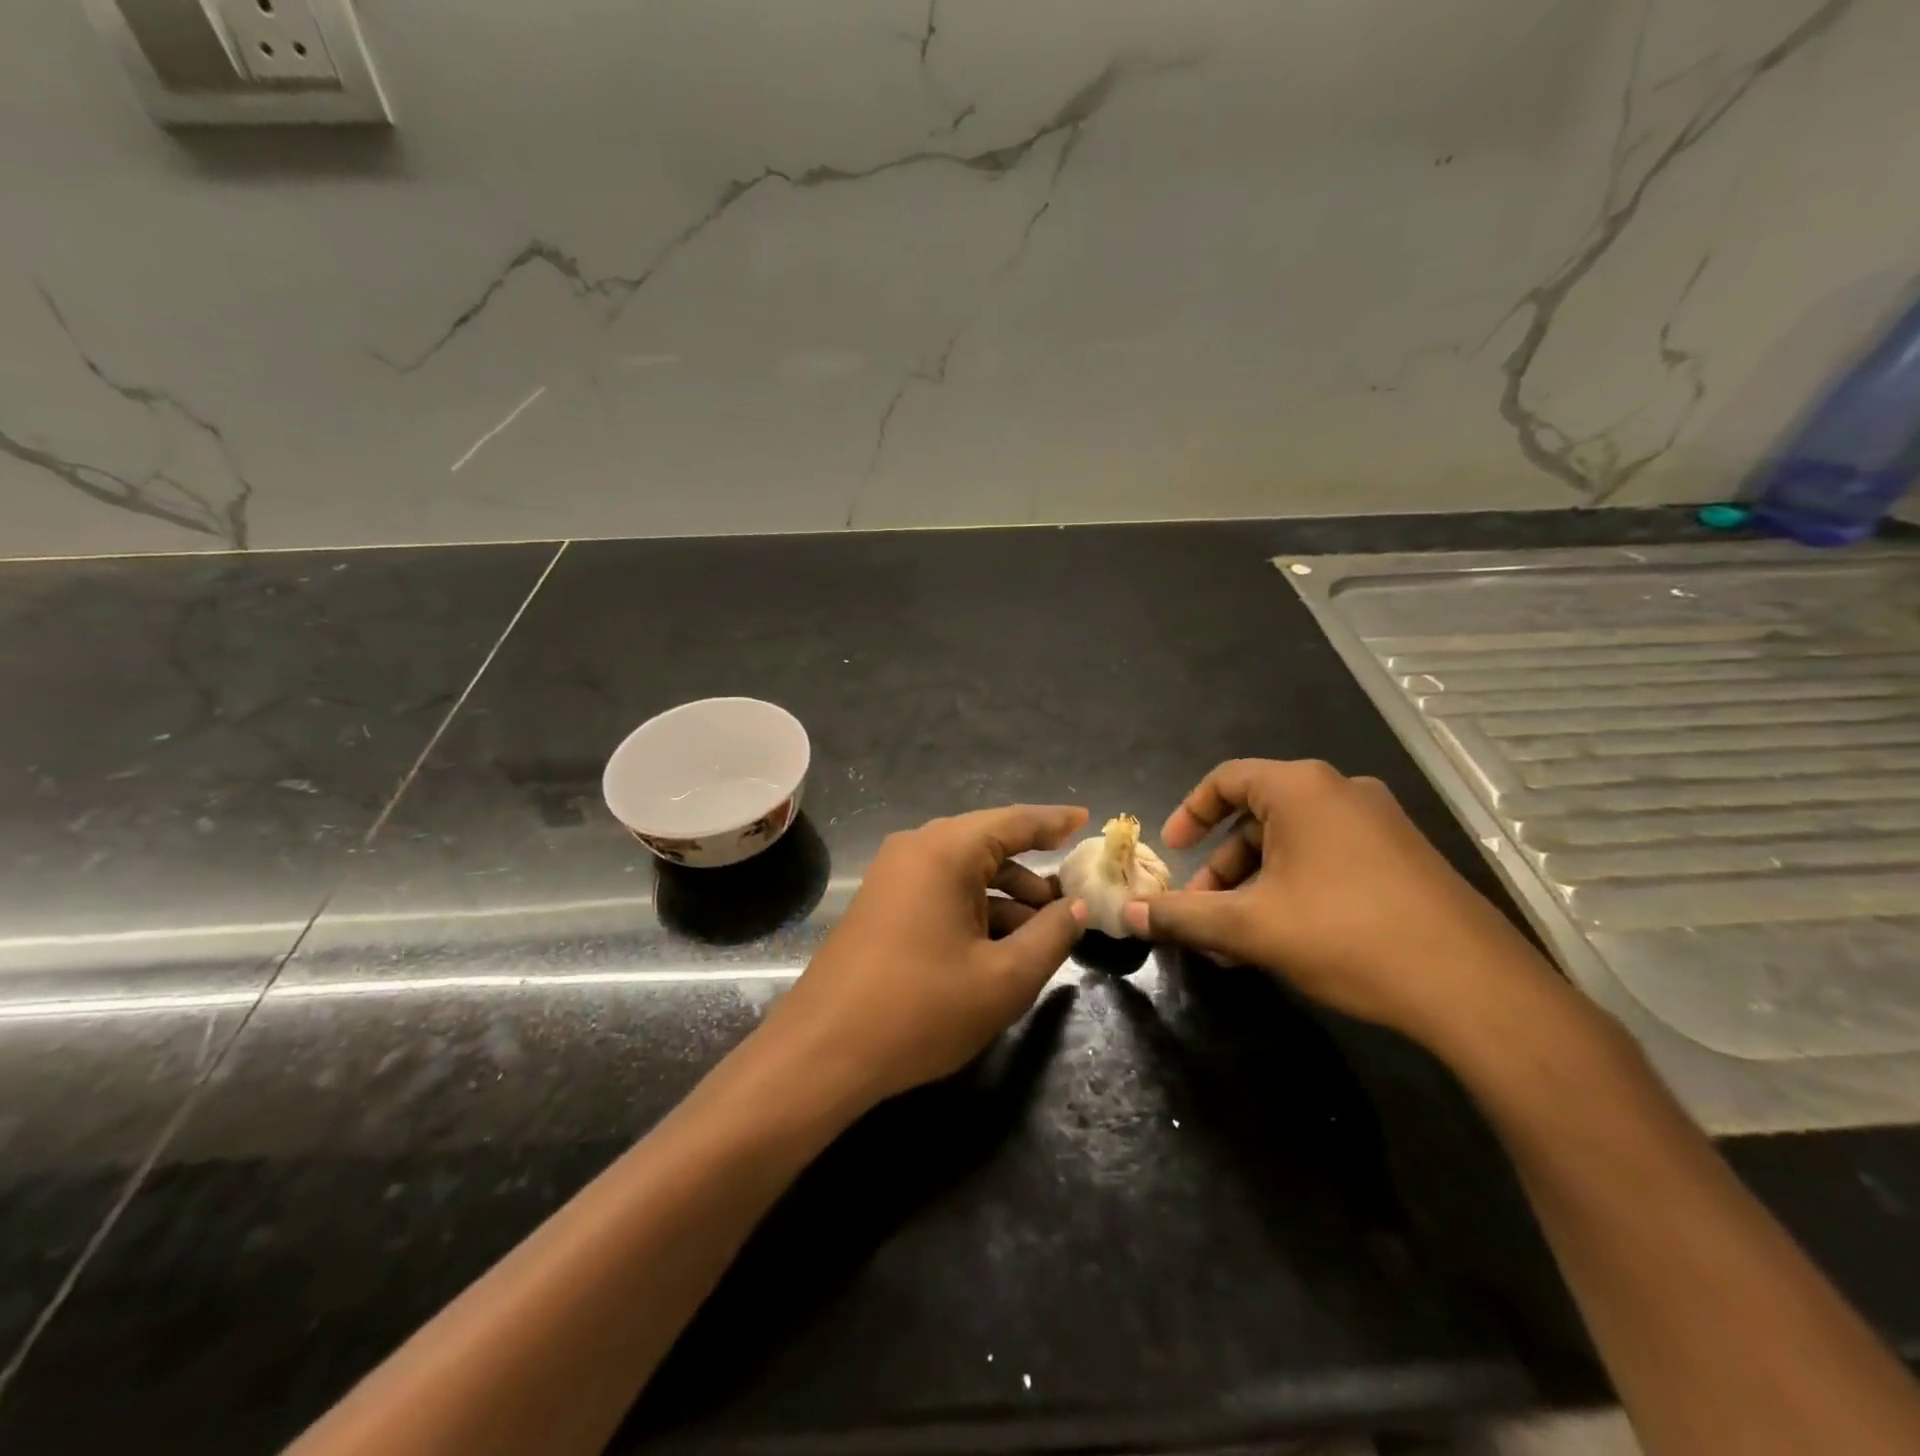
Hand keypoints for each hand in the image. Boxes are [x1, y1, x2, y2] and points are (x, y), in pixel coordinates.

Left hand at [761, 805, 1089, 1106]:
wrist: (823, 1051)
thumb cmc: (921, 1009)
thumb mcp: (1003, 978)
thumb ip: (1051, 936)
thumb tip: (1077, 907)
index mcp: (945, 851)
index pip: (1013, 821)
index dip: (1054, 821)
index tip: (1086, 820)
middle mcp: (916, 849)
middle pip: (987, 844)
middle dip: (1032, 868)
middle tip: (1074, 892)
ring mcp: (893, 876)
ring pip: (964, 871)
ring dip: (1005, 894)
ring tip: (1044, 929)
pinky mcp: (881, 905)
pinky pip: (940, 890)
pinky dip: (975, 907)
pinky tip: (999, 943)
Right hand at [1122, 759, 1553, 1045]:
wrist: (1474, 987)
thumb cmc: (1346, 936)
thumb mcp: (1250, 927)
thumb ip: (1182, 916)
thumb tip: (1127, 915)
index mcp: (1301, 789)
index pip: (1226, 779)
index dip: (1189, 813)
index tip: (1172, 853)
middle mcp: (1341, 792)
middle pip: (1258, 816)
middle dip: (1222, 865)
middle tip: (1202, 909)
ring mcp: (1380, 824)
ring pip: (1293, 843)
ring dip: (1255, 883)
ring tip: (1239, 936)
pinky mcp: (1404, 858)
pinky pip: (1329, 858)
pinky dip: (1294, 887)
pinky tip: (1287, 937)